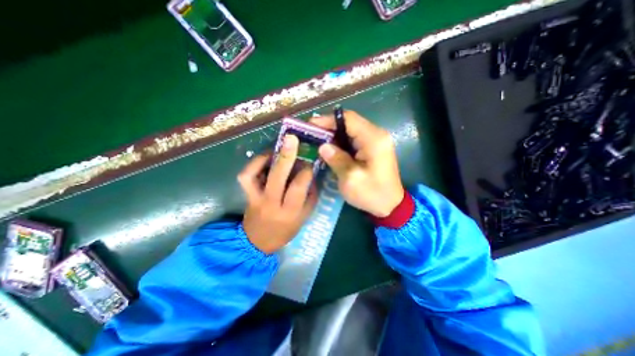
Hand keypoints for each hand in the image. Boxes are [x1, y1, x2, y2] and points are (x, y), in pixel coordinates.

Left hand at [238, 135, 317, 254]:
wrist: (258, 242)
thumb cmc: (285, 231)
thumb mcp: (304, 218)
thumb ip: (310, 197)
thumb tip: (311, 175)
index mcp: (289, 212)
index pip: (298, 187)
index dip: (305, 171)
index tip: (310, 162)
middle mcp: (271, 203)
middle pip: (277, 177)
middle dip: (286, 156)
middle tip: (292, 139)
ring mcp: (255, 198)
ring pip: (255, 174)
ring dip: (265, 158)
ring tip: (276, 149)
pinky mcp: (246, 195)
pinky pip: (246, 176)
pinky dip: (253, 164)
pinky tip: (265, 159)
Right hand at [310, 111, 403, 215]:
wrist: (391, 204)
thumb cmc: (372, 194)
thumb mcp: (351, 179)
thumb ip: (337, 159)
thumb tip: (323, 146)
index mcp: (373, 139)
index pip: (349, 119)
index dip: (328, 120)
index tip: (311, 125)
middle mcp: (376, 134)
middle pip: (349, 122)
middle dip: (329, 127)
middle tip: (311, 134)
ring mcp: (376, 140)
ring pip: (350, 130)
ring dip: (334, 134)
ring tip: (317, 140)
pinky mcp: (373, 147)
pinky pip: (354, 138)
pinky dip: (341, 141)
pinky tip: (330, 148)